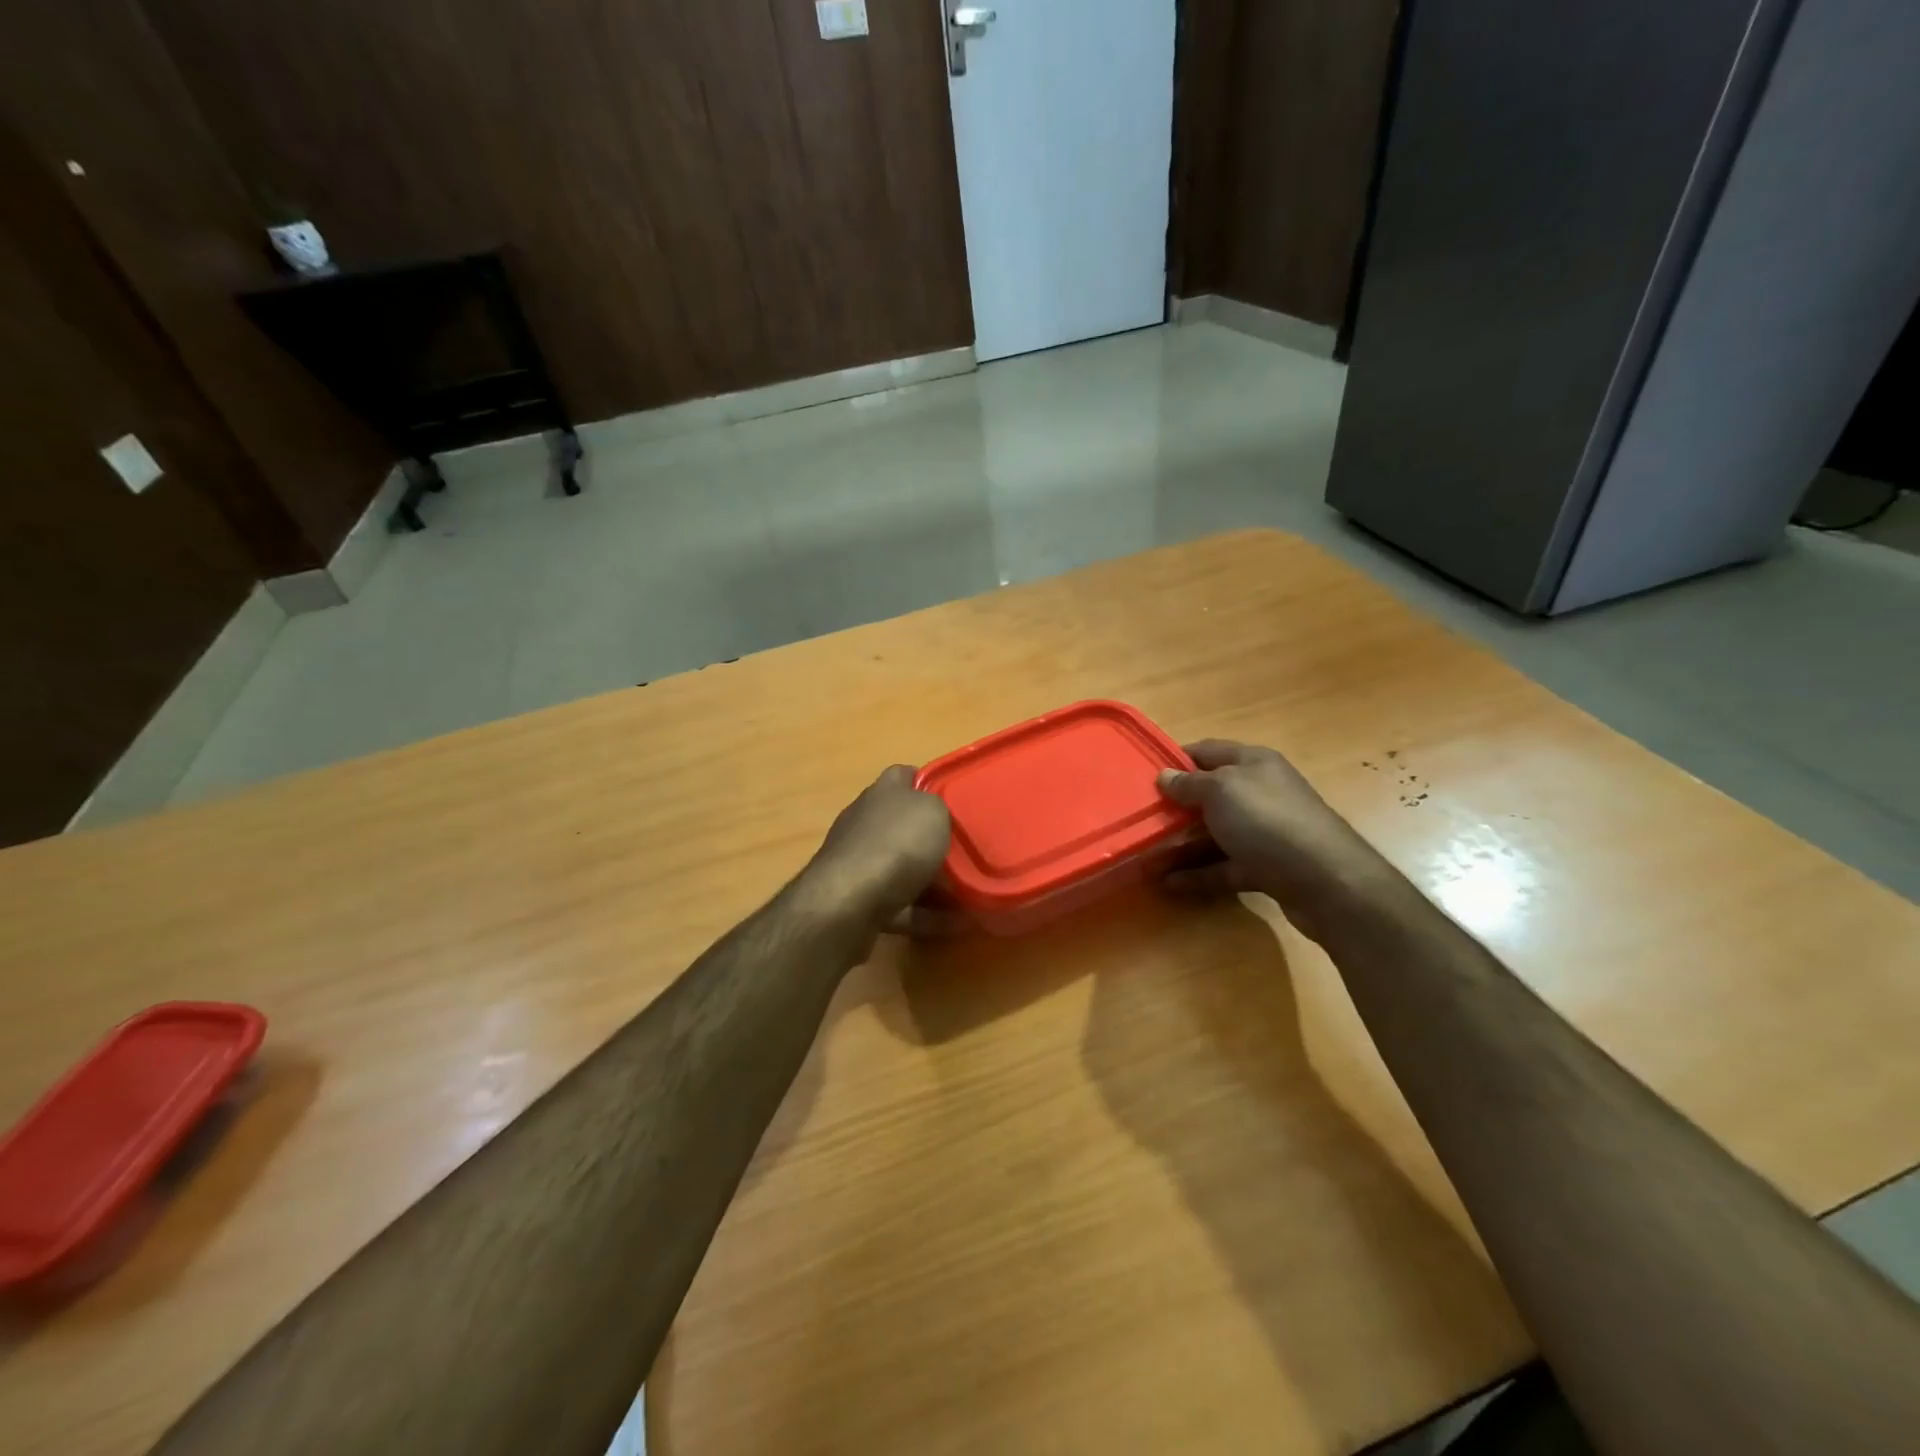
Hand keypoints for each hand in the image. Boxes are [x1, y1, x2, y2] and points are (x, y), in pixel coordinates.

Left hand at [799, 766, 952, 934]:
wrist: (848, 902)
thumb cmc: (896, 844)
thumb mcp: (933, 811)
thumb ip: (938, 808)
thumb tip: (936, 816)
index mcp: (882, 793)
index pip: (903, 775)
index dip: (928, 783)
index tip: (955, 800)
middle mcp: (864, 822)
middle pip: (902, 825)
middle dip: (931, 838)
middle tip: (966, 851)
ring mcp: (857, 863)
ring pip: (901, 868)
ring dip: (931, 880)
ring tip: (968, 892)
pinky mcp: (857, 901)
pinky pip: (901, 905)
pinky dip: (928, 914)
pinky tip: (957, 924)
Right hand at [1158, 740, 1395, 941]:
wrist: (1326, 881)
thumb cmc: (1267, 821)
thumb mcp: (1221, 791)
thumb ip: (1190, 783)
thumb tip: (1165, 775)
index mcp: (1253, 763)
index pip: (1207, 751)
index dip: (1176, 759)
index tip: (1143, 774)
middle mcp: (1261, 792)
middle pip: (1210, 794)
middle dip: (1176, 805)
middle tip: (1140, 817)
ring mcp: (1266, 832)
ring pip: (1216, 833)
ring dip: (1182, 843)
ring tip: (1146, 854)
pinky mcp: (1268, 867)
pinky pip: (1225, 866)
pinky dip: (1199, 873)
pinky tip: (1168, 883)